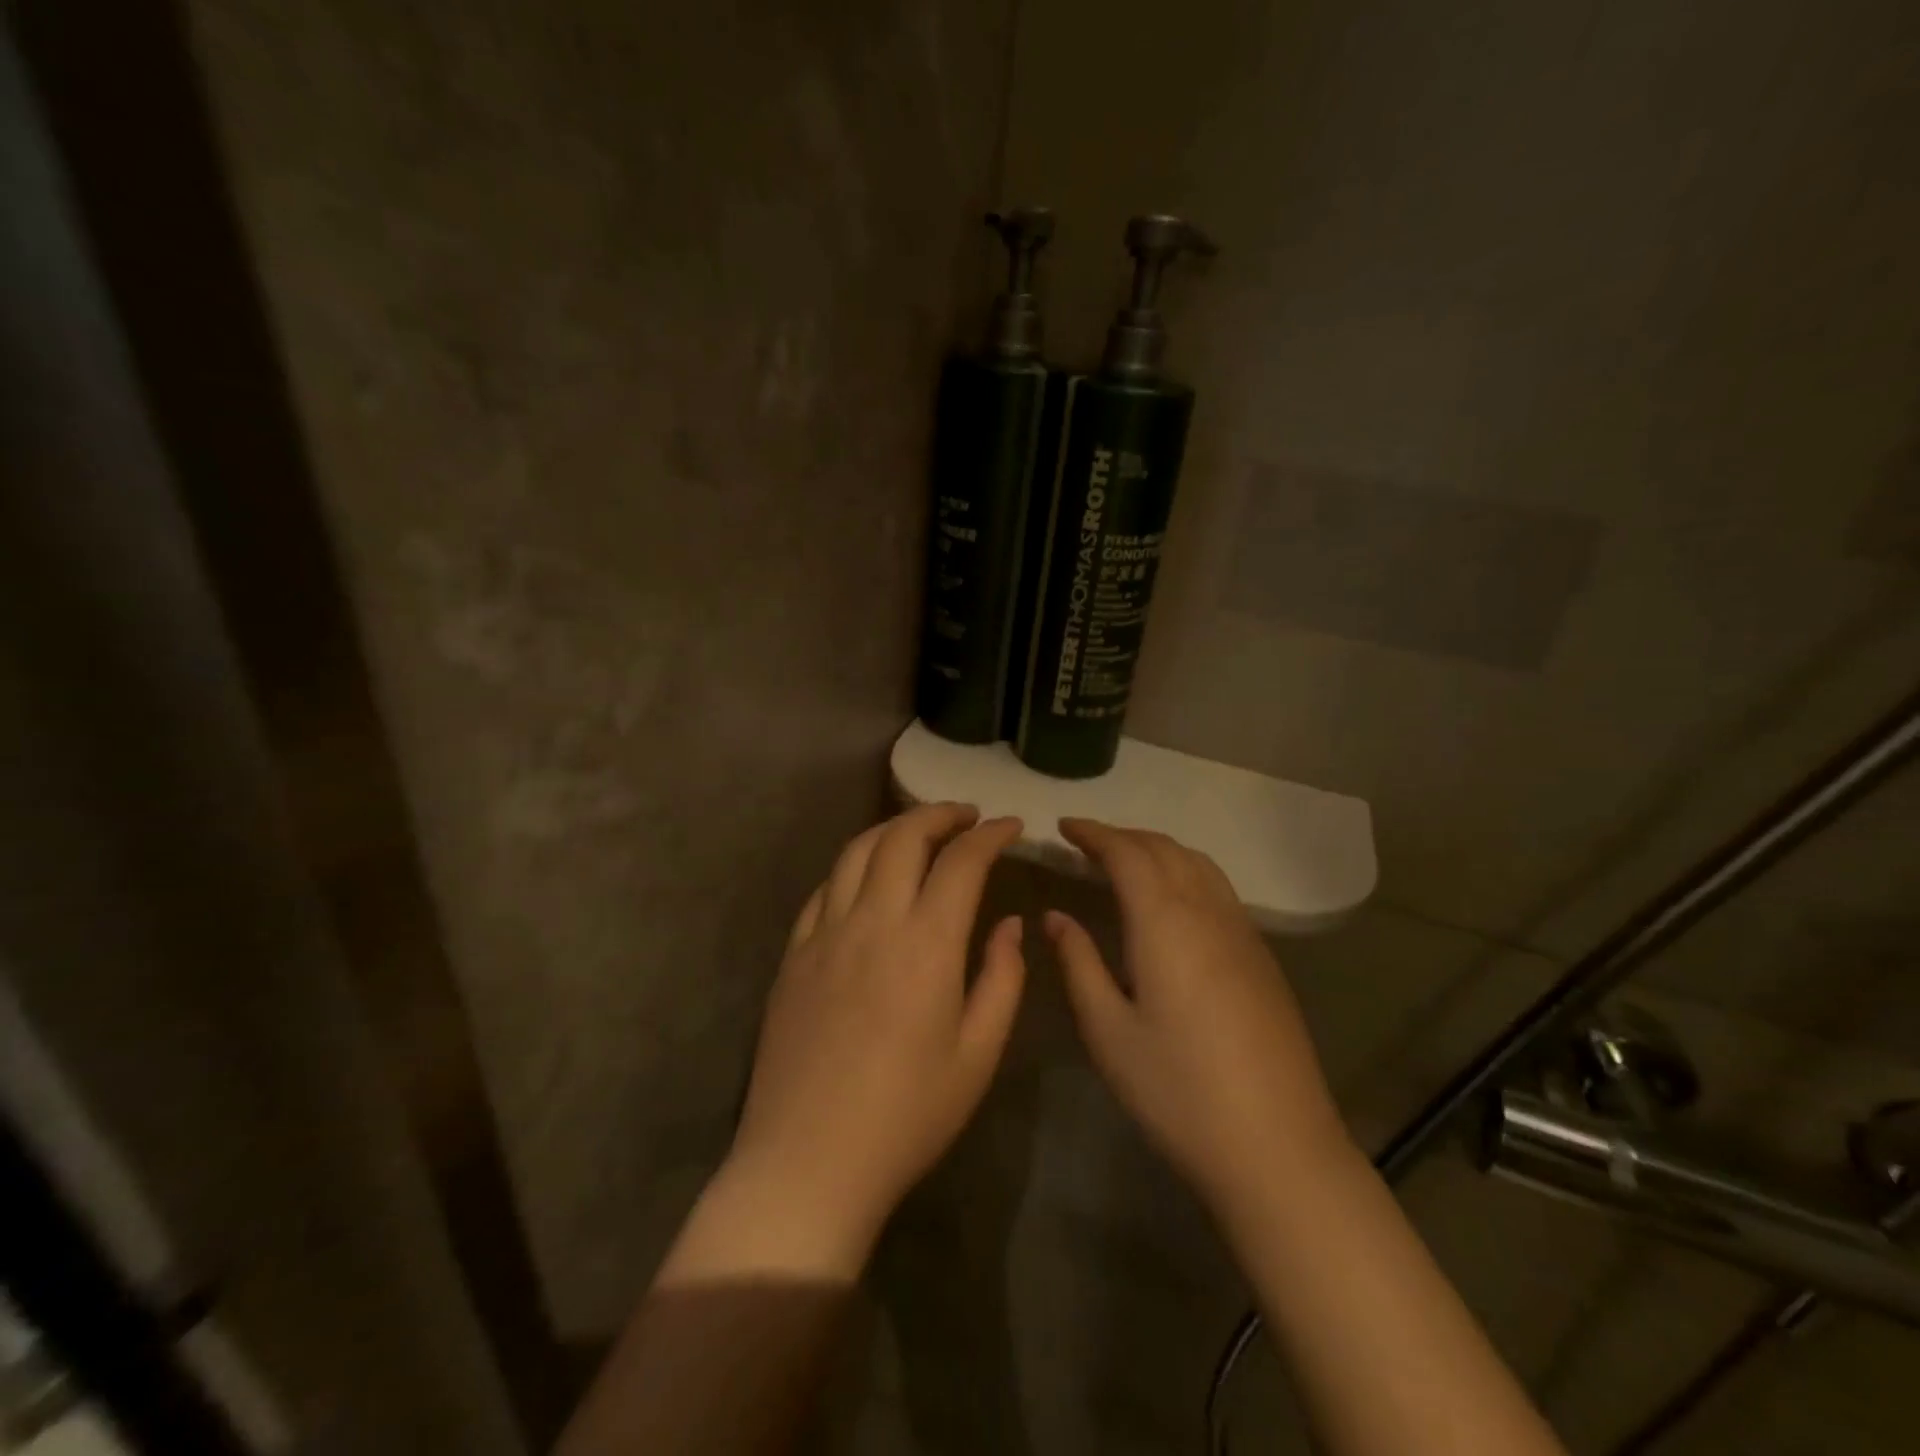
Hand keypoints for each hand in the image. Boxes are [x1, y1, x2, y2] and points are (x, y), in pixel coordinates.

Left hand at [722, 804, 1026, 1274]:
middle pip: (903, 836)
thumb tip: (1010, 924)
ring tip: (919, 832)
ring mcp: (824, 933)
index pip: (961, 861)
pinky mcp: (793, 954)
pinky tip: (866, 878)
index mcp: (926, 943)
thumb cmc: (908, 1115)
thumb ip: (1002, 978)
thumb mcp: (978, 1054)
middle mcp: (872, 921)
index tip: (1011, 826)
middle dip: (940, 814)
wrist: (809, 1161)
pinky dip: (853, 866)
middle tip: (967, 817)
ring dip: (893, 828)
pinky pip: (823, 889)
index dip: (990, 835)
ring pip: (857, 851)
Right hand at [1044, 818, 1351, 1218]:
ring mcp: (1242, 933)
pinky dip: (1185, 871)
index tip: (1064, 826)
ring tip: (1126, 862)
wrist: (1277, 1147)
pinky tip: (1172, 901)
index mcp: (1165, 922)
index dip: (1094, 833)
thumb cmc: (1177, 1090)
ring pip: (1197, 864)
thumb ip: (1078, 963)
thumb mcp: (1108, 1030)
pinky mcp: (1261, 957)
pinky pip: (1218, 888)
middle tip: (1087, 843)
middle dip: (1123, 836)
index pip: (1127, 853)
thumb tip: (1055, 916)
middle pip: (1165, 849)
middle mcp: (1207, 912)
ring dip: (1158, 849)